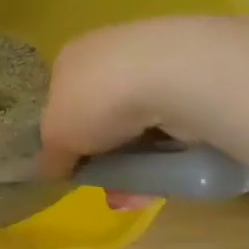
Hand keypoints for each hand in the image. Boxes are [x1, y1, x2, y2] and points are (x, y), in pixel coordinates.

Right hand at [39, 19, 198, 207]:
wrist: (174, 77)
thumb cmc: (96, 101)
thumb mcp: (55, 138)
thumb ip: (50, 157)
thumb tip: (52, 169)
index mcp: (70, 58)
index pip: (61, 99)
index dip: (66, 136)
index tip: (74, 165)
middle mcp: (110, 52)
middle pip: (102, 117)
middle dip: (106, 159)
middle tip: (110, 188)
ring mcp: (156, 62)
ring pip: (140, 127)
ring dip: (136, 166)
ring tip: (136, 196)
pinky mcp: (197, 77)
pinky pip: (174, 127)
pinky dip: (167, 155)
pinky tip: (165, 179)